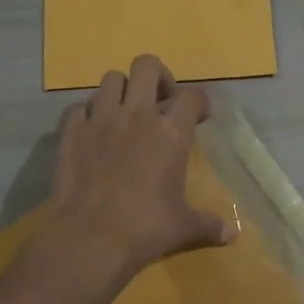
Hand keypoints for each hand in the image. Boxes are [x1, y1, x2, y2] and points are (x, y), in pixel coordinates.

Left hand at [49, 55, 235, 284]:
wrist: (90, 237)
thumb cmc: (145, 228)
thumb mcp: (183, 226)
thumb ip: (208, 223)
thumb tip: (232, 235)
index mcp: (171, 132)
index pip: (192, 96)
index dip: (199, 103)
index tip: (199, 118)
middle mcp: (137, 115)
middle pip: (147, 65)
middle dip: (157, 76)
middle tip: (160, 101)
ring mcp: (100, 119)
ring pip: (111, 79)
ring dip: (121, 91)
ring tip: (125, 113)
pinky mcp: (71, 131)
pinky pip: (79, 107)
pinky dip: (87, 114)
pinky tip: (92, 132)